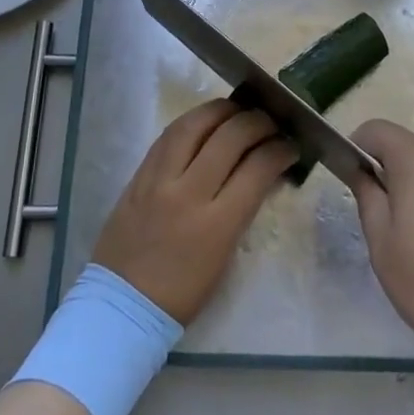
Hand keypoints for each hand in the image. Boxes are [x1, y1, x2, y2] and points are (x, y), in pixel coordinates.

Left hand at [93, 99, 297, 323]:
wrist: (122, 304)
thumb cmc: (182, 292)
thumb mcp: (225, 254)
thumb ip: (243, 208)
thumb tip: (262, 171)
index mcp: (216, 225)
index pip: (258, 168)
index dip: (280, 149)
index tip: (291, 145)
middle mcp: (187, 193)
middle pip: (230, 137)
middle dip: (258, 122)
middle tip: (271, 123)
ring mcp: (159, 179)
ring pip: (195, 124)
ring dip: (223, 110)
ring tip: (239, 110)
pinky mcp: (138, 174)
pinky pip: (169, 134)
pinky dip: (193, 121)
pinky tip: (207, 120)